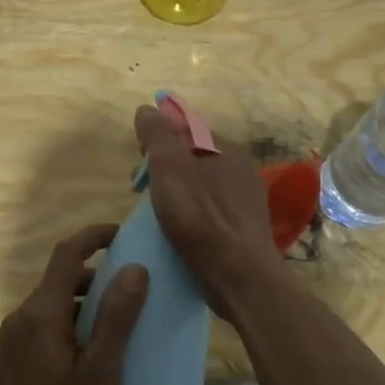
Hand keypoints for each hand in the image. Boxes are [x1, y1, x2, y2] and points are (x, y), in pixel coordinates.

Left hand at [0, 224, 147, 384]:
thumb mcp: (99, 374)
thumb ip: (116, 319)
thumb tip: (134, 268)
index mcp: (42, 312)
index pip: (67, 253)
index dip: (94, 235)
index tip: (124, 234)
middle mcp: (23, 315)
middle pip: (61, 278)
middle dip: (97, 274)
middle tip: (134, 287)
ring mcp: (14, 338)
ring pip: (55, 303)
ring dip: (86, 302)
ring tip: (121, 322)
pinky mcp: (14, 359)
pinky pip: (47, 324)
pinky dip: (73, 323)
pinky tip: (95, 354)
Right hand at [133, 104, 279, 311]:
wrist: (239, 275)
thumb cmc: (200, 215)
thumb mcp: (169, 166)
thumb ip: (157, 134)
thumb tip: (147, 109)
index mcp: (227, 148)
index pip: (188, 128)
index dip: (160, 137)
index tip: (140, 158)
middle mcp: (241, 169)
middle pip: (193, 157)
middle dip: (164, 167)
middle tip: (141, 189)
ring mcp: (244, 201)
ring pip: (200, 186)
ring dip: (175, 192)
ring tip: (155, 213)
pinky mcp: (242, 230)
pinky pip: (209, 211)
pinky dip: (190, 214)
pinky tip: (177, 231)